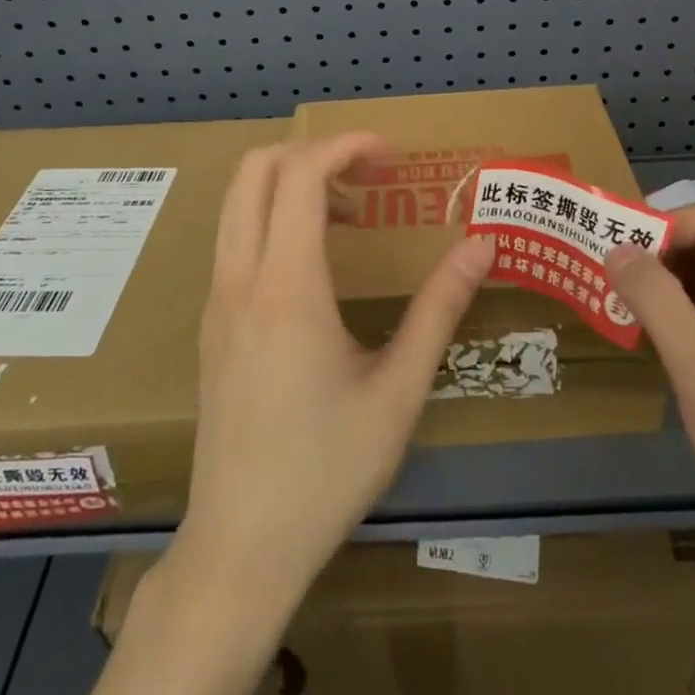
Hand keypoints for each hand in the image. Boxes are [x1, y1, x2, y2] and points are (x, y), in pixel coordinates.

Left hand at [168, 132, 494, 625]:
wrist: (240, 548)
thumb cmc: (327, 471)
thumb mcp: (399, 391)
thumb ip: (440, 309)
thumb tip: (482, 246)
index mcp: (286, 288)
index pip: (300, 174)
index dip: (346, 146)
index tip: (392, 157)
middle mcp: (240, 279)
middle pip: (256, 169)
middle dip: (315, 152)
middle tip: (371, 176)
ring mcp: (217, 300)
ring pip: (239, 202)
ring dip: (292, 183)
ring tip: (352, 213)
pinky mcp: (212, 322)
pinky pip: (237, 238)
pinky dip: (275, 217)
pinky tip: (319, 261)